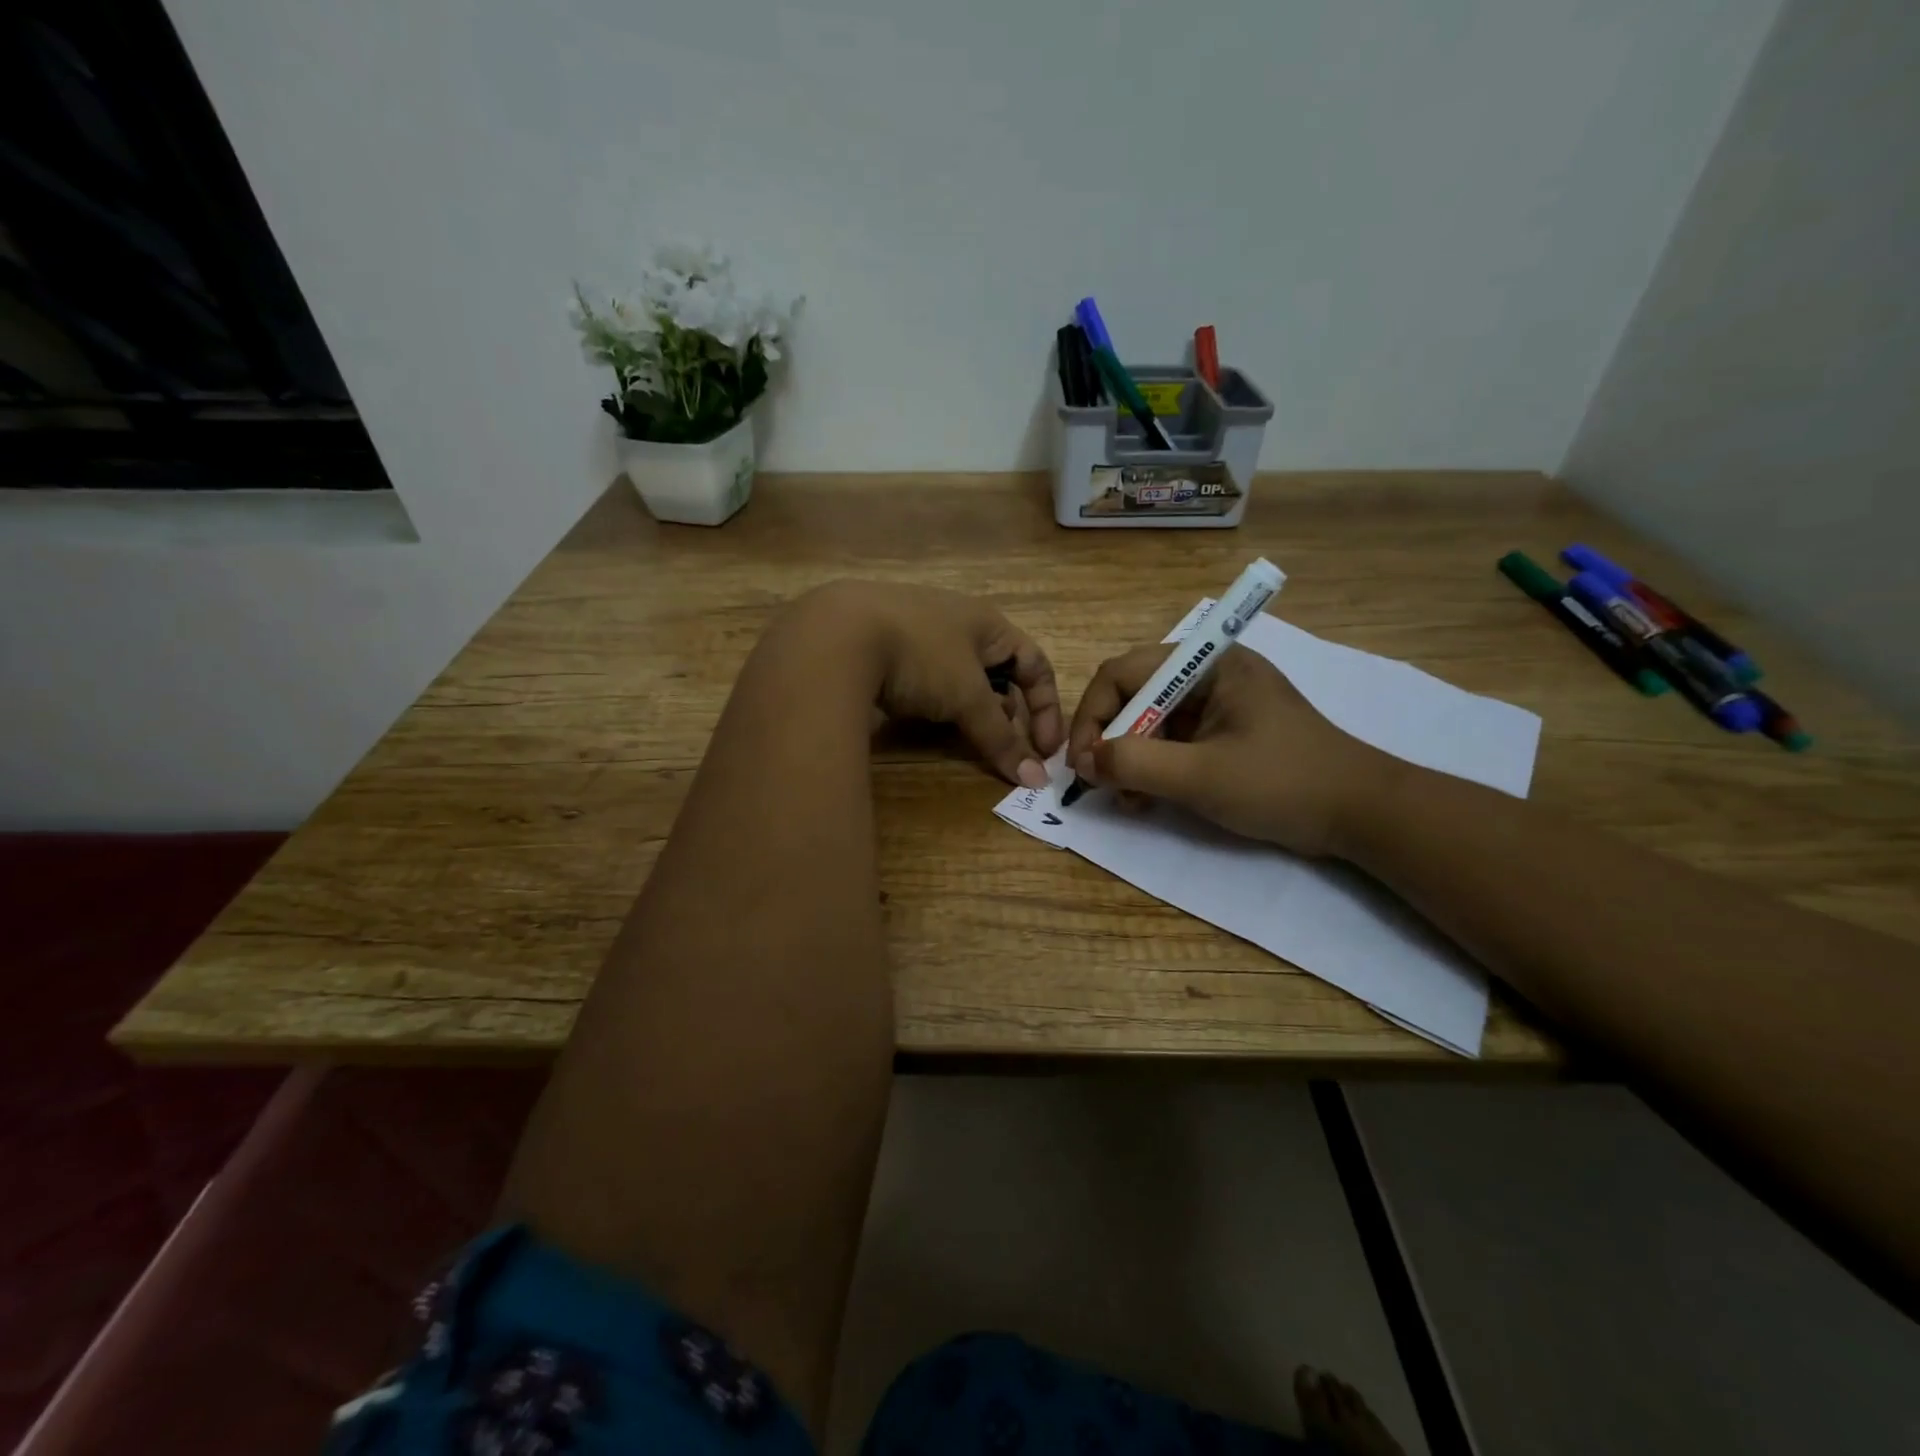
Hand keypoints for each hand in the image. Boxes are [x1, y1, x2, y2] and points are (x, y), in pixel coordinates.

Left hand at [803, 581, 1062, 787]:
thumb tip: (1035, 779)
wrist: (837, 636)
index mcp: (987, 623)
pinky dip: (934, 704)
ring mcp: (916, 631)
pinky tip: (922, 720)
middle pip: (997, 672)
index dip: (1046, 707)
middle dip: (1006, 712)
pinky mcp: (883, 648)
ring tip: (965, 736)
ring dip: (970, 710)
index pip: (1035, 663)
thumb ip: (1000, 737)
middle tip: (1003, 745)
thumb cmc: (921, 655)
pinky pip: (924, 679)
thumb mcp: (967, 697)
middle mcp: (956, 621)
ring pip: (959, 677)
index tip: (1046, 750)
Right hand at [1065, 643, 1394, 856]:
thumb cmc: (1282, 784)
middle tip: (1101, 783)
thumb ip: (1134, 764)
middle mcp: (1210, 674)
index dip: (1093, 715)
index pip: (1123, 673)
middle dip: (1112, 741)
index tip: (1082, 762)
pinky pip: (1173, 742)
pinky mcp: (1226, 733)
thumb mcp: (1200, 776)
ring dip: (1130, 759)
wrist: (1363, 814)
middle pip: (1135, 695)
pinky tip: (1148, 800)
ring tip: (1128, 800)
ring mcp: (1219, 705)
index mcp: (1208, 663)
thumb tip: (1083, 761)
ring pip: (1151, 722)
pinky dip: (1154, 769)